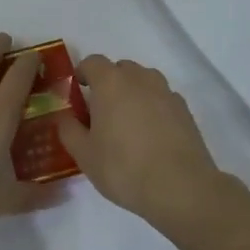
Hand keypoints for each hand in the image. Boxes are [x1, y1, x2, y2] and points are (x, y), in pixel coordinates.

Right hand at [55, 56, 223, 225]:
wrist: (180, 188)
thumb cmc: (123, 168)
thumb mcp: (84, 154)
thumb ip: (68, 130)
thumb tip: (64, 116)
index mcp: (111, 83)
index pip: (92, 62)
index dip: (83, 73)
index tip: (78, 91)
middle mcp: (140, 79)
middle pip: (121, 69)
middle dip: (109, 83)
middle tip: (101, 111)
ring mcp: (166, 93)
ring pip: (144, 81)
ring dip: (133, 93)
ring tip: (127, 122)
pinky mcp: (185, 110)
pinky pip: (162, 99)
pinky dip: (153, 107)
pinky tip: (151, 135)